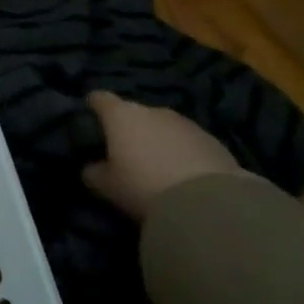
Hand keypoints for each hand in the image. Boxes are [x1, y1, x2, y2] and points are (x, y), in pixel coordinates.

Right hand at [83, 90, 243, 219]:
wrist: (209, 205)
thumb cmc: (144, 187)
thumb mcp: (107, 186)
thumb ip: (93, 172)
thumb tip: (91, 167)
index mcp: (121, 115)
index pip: (99, 98)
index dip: (92, 106)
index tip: (89, 118)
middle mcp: (152, 110)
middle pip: (134, 113)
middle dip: (129, 128)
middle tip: (125, 151)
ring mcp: (185, 123)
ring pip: (163, 127)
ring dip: (158, 140)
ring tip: (158, 165)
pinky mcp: (213, 141)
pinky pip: (188, 142)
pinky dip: (183, 152)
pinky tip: (184, 175)